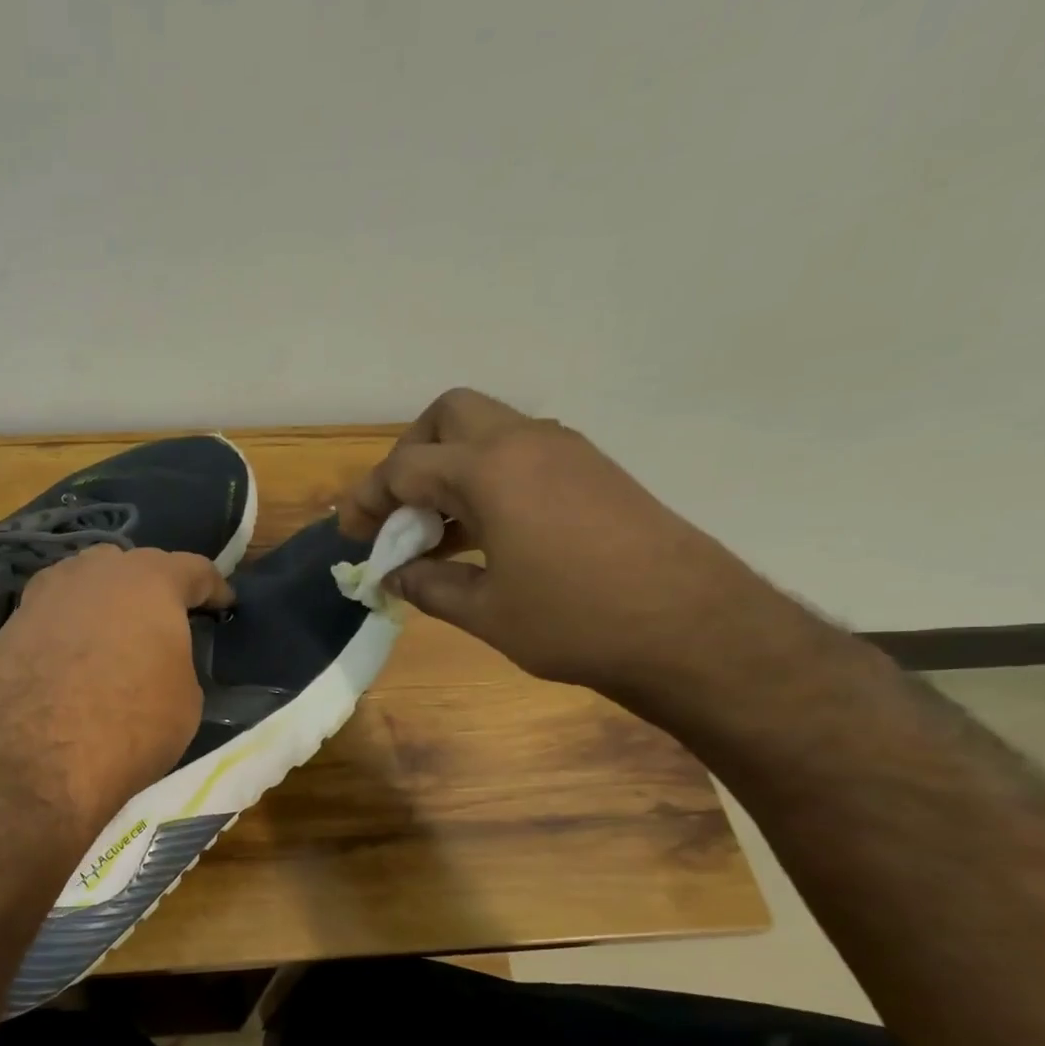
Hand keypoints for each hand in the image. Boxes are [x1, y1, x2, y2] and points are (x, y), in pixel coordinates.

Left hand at [0, 545, 231, 839]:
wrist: (28, 759)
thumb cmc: (128, 724)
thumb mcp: (185, 700)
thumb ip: (177, 662)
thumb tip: (160, 661)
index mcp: (150, 581)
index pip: (194, 569)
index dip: (214, 588)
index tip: (224, 605)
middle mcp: (95, 572)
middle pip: (132, 566)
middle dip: (152, 588)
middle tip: (164, 619)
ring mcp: (45, 595)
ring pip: (85, 585)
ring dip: (105, 603)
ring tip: (115, 635)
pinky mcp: (9, 625)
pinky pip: (53, 616)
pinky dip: (69, 630)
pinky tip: (72, 660)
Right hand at [339, 388, 785, 698]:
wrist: (693, 628)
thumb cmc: (574, 620)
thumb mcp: (485, 611)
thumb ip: (428, 584)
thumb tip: (395, 574)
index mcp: (489, 469)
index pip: (405, 468)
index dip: (368, 500)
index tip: (351, 533)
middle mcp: (524, 442)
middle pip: (447, 417)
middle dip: (410, 456)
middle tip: (400, 510)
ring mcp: (565, 451)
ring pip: (486, 431)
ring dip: (450, 468)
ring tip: (436, 531)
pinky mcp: (591, 470)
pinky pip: (520, 454)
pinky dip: (487, 479)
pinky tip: (484, 534)